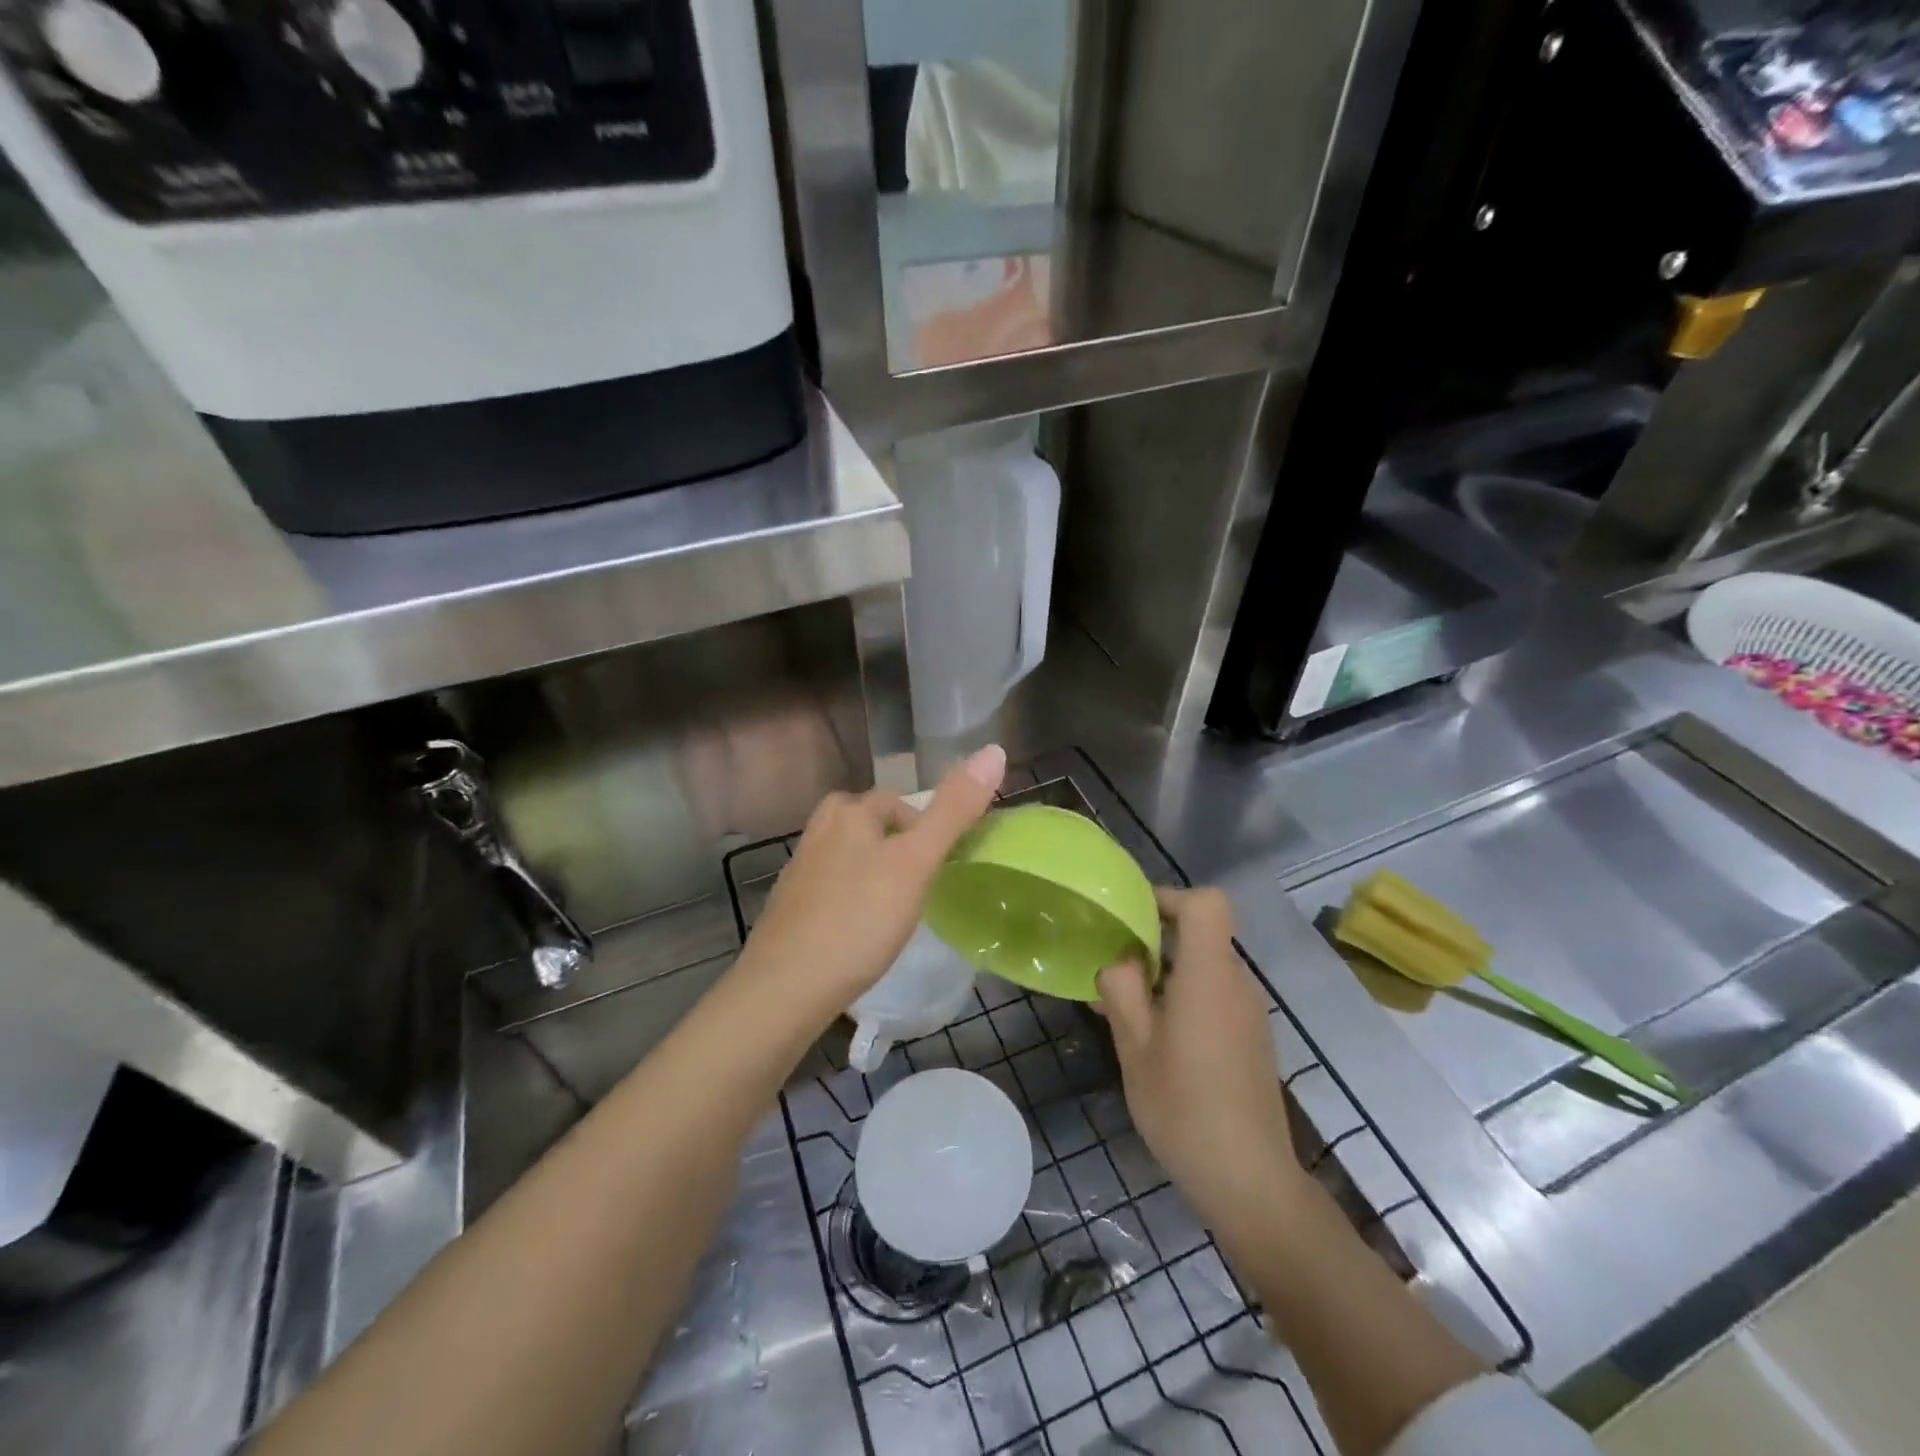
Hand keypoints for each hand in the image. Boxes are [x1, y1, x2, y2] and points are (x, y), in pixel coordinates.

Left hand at [731, 745, 1005, 1033]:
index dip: (925, 827)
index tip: (940, 865)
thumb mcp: (916, 863)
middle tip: (918, 883)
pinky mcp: (788, 907)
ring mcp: (799, 870)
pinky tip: (860, 930)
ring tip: (894, 907)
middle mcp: (819, 831)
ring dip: (872, 871)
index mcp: (849, 813)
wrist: (785, 988)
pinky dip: (850, 899)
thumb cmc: (860, 919)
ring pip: (847, 855)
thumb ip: (954, 810)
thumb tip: (994, 750)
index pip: (897, 802)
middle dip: (896, 845)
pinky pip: (831, 888)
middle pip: (868, 823)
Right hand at [1096, 887, 1307, 1239]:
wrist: (1250, 1182)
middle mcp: (1237, 983)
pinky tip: (1159, 1040)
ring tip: (1127, 1009)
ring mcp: (1250, 1012)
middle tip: (1115, 969)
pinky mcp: (1253, 1039)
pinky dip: (1185, 998)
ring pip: (1206, 967)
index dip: (1169, 898)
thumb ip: (1121, 991)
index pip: (1207, 903)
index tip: (1133, 919)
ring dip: (1167, 973)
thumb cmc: (1184, 1108)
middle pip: (1202, 933)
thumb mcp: (1134, 1047)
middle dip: (1155, 940)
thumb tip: (1120, 962)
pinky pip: (1216, 996)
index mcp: (1209, 975)